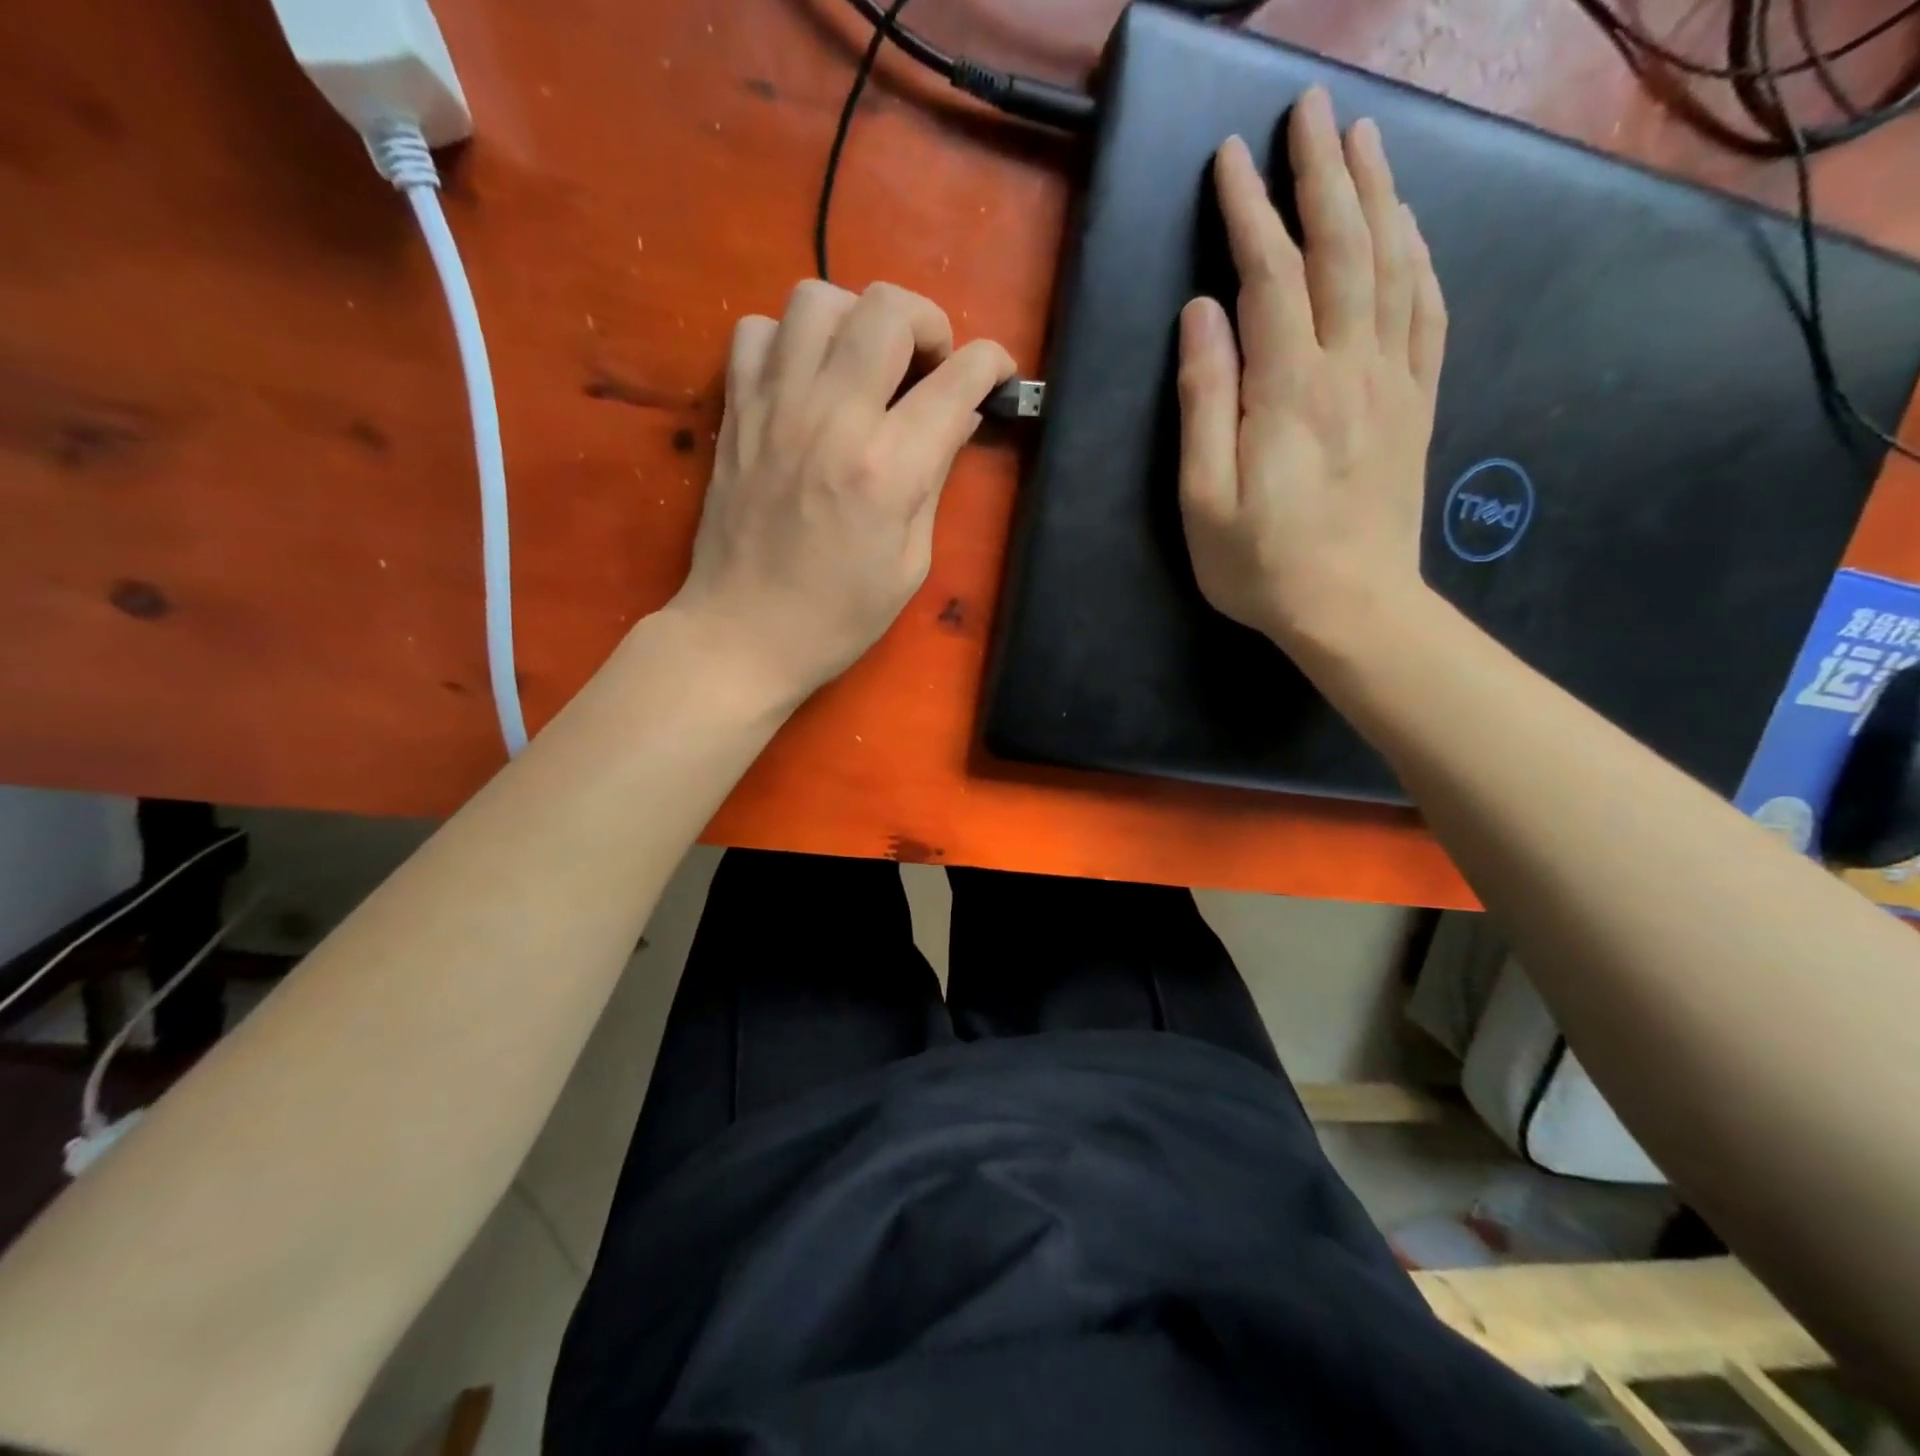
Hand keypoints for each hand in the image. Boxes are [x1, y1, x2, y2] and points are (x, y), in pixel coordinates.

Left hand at [671, 280, 1014, 705]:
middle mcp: (832, 418)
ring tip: (865, 364)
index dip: (991, 364)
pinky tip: (805, 380)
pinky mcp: (736, 411)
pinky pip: (757, 330)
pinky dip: (788, 340)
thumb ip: (935, 480)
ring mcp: (775, 407)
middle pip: (888, 308)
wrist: (743, 635)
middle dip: (928, 323)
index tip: (997, 375)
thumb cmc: (838, 616)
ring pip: (818, 298)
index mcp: (887, 469)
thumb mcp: (910, 563)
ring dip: (856, 319)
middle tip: (929, 366)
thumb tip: (956, 420)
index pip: (956, 379)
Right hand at [1177, 87, 1447, 659]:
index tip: (1230, 158)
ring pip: (1393, 265)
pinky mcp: (1417, 404)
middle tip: (1310, 110)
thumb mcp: (1204, 499)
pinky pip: (1428, 312)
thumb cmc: (1262, 566)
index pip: (1271, 275)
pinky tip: (1410, 230)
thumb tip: (1202, 316)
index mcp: (1290, 390)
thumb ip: (1204, 404)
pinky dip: (1419, 257)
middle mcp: (1351, 367)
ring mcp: (1394, 382)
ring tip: (1363, 139)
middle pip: (1344, 248)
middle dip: (1324, 173)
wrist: (1354, 610)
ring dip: (1378, 195)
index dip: (1250, 212)